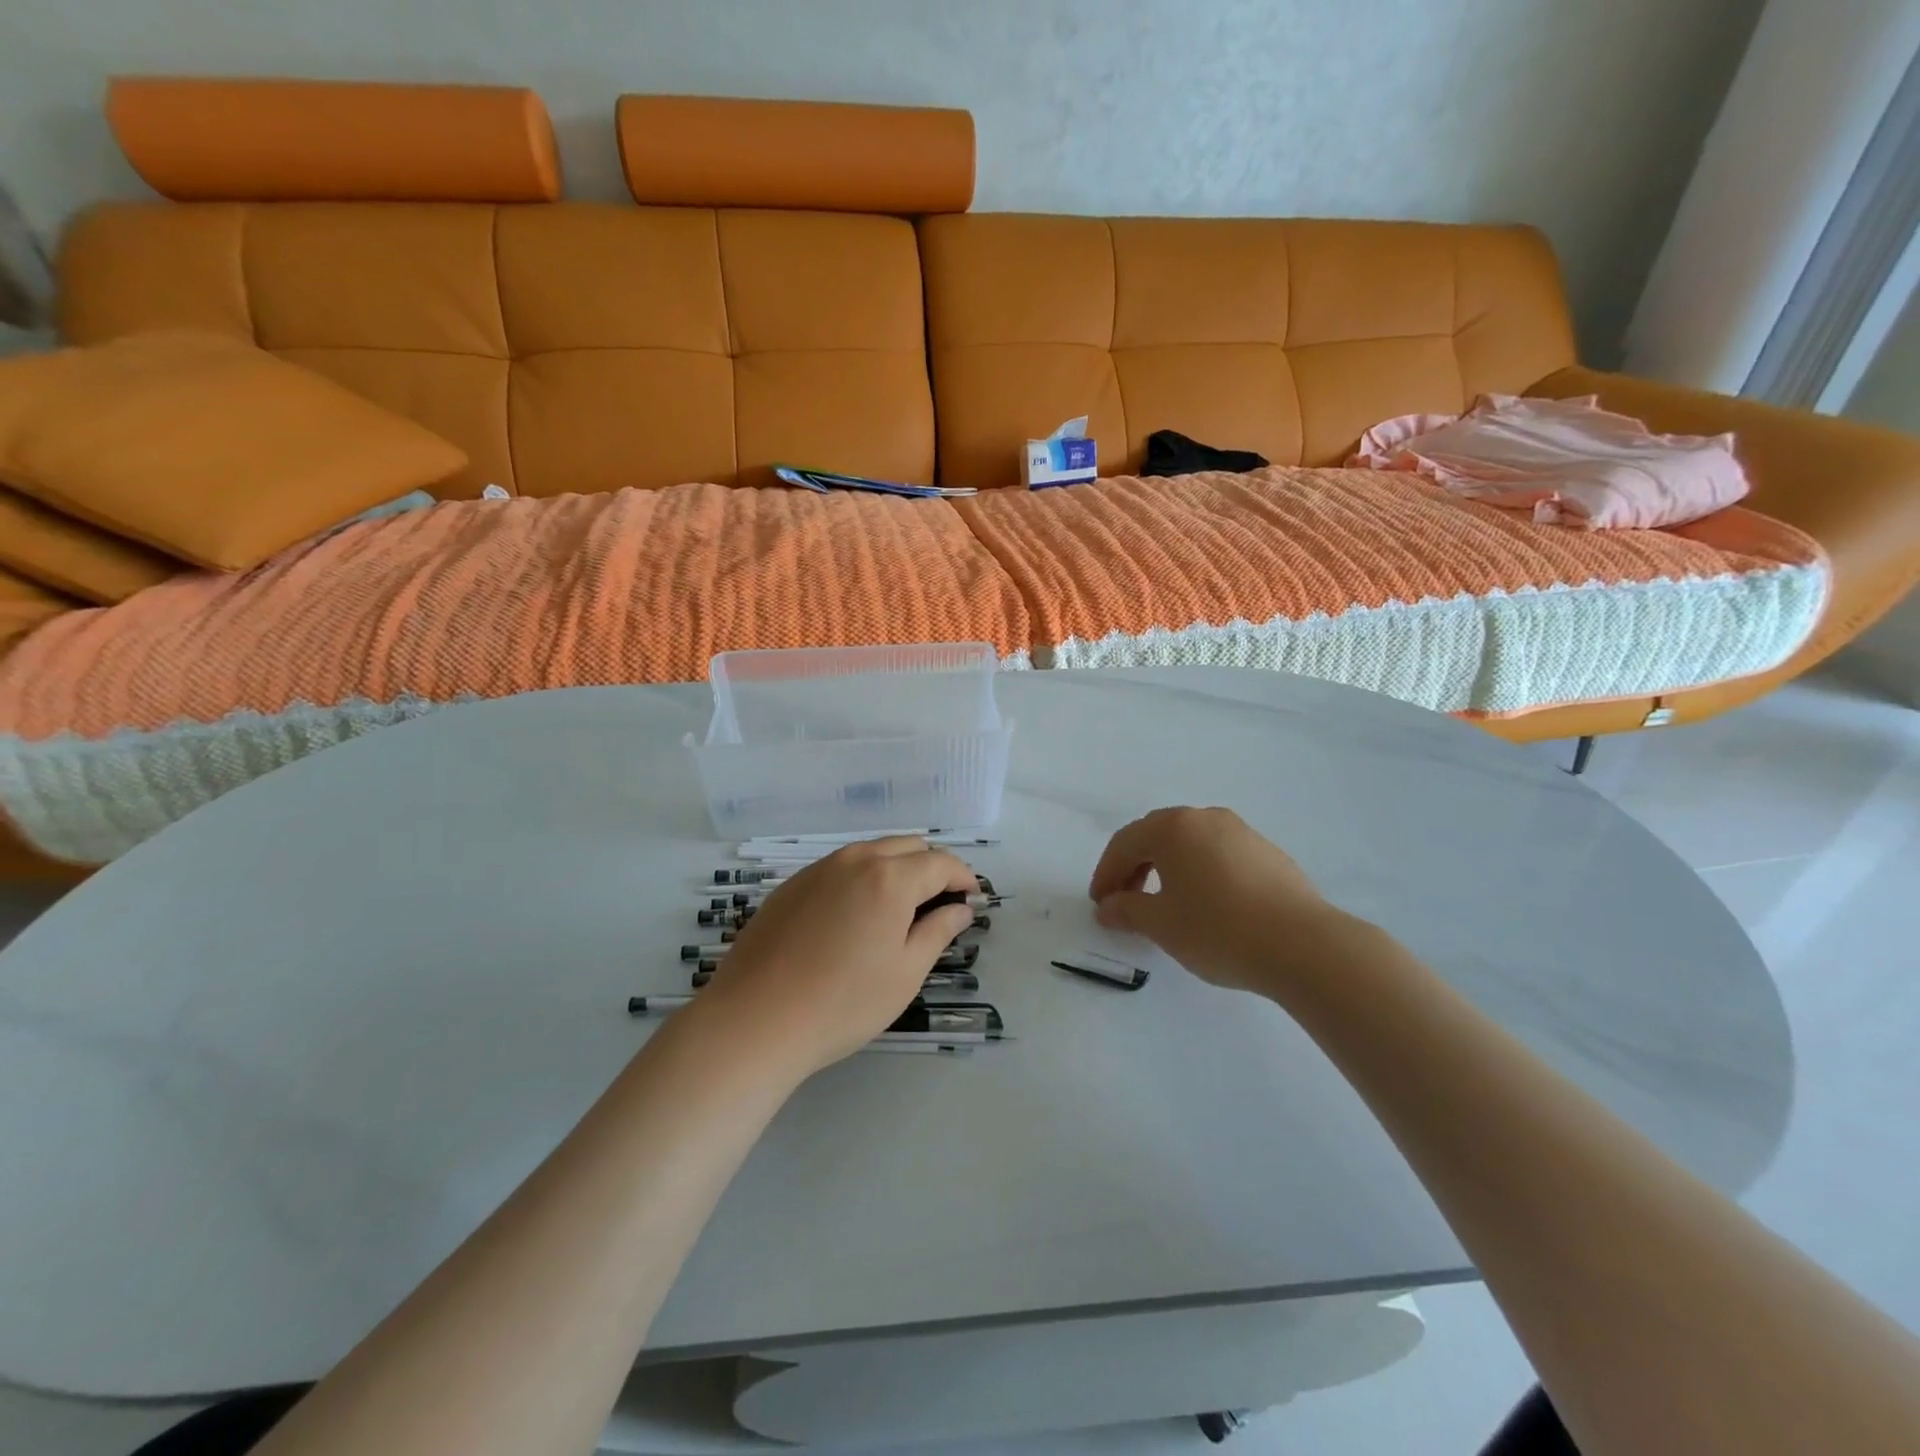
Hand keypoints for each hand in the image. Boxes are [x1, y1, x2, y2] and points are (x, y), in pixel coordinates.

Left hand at [690, 839, 978, 1076]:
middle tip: (940, 906)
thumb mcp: (905, 973)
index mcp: (890, 878)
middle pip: (908, 846)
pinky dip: (863, 878)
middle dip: (932, 868)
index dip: (963, 877)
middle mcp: (855, 859)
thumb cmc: (843, 1003)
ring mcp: (818, 868)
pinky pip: (841, 867)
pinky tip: (856, 916)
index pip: (940, 863)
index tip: (972, 899)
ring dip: (897, 869)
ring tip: (900, 911)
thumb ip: (938, 932)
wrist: (755, 1020)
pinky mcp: (792, 884)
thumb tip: (960, 909)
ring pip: (872, 852)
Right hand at [1088, 806, 1359, 994]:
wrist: (1304, 945)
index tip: (1100, 905)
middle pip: (1156, 836)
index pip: (1124, 844)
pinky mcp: (1267, 852)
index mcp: (1172, 828)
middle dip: (1134, 867)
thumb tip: (1109, 906)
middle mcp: (1204, 819)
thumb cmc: (1218, 929)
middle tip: (1126, 901)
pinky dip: (1199, 872)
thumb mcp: (1161, 924)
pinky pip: (1217, 855)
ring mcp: (1240, 832)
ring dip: (1167, 868)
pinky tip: (1206, 905)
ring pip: (1189, 844)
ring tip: (1165, 905)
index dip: (1106, 874)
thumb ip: (1127, 910)